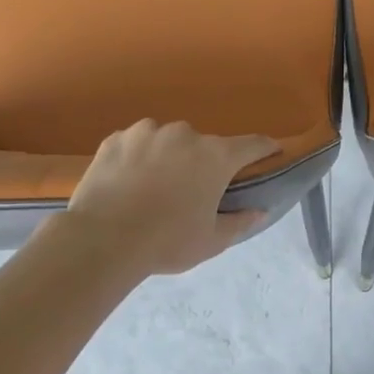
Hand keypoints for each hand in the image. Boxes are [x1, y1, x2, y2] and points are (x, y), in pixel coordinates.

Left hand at [60, 120, 278, 275]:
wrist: (102, 240)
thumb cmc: (167, 242)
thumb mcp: (212, 241)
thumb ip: (240, 222)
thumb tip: (260, 211)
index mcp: (215, 156)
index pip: (252, 144)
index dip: (265, 148)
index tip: (271, 152)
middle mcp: (184, 134)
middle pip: (204, 145)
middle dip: (204, 162)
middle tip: (193, 190)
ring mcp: (147, 132)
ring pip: (167, 140)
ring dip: (169, 156)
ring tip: (154, 186)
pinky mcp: (115, 139)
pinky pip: (136, 143)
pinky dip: (138, 157)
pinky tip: (128, 181)